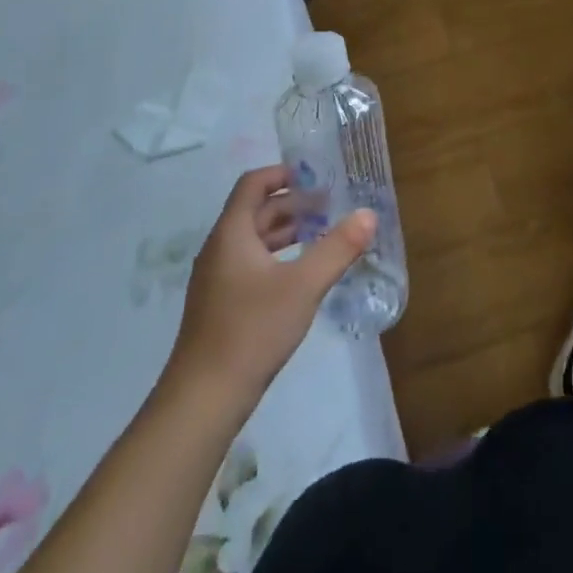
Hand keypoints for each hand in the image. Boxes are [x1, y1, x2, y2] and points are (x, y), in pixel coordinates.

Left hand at [166, 165, 375, 405]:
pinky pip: (250, 264)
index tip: (315, 176)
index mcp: (232, 234)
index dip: (282, 173)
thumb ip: (338, 248)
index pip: (253, 184)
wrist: (204, 399)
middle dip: (293, 204)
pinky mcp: (220, 305)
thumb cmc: (252, 330)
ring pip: (254, 240)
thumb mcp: (304, 285)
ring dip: (286, 231)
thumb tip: (369, 214)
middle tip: (331, 205)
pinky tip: (301, 274)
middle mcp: (219, 249)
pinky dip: (278, 257)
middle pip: (255, 211)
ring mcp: (217, 279)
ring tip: (323, 234)